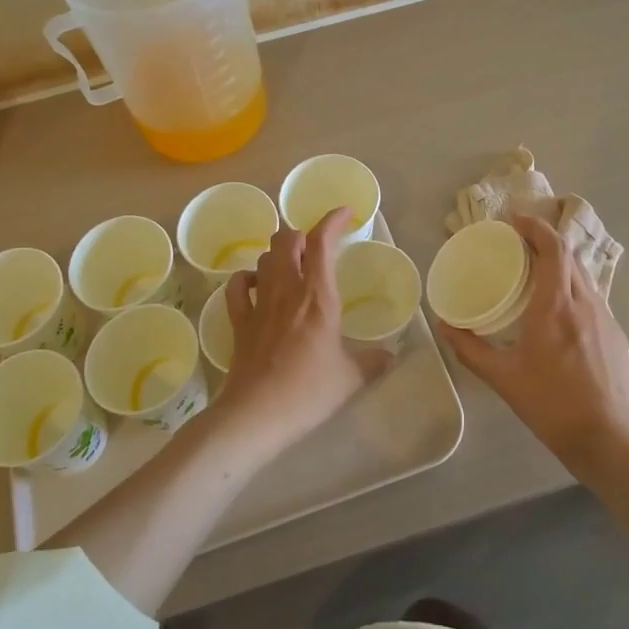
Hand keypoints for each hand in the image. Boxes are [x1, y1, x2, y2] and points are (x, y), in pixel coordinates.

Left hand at [211, 207, 388, 461]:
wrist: (256, 414)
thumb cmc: (309, 392)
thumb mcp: (352, 378)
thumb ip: (374, 361)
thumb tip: (391, 355)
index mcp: (318, 297)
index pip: (321, 242)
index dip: (332, 220)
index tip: (345, 213)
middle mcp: (287, 290)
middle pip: (286, 240)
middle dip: (301, 234)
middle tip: (316, 247)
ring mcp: (258, 303)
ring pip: (263, 258)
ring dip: (278, 254)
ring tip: (292, 266)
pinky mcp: (239, 321)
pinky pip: (236, 286)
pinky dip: (246, 278)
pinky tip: (255, 285)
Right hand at [438, 214, 628, 470]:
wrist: (609, 439)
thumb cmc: (552, 405)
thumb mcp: (504, 378)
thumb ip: (471, 349)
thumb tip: (443, 326)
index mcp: (556, 306)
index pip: (553, 248)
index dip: (535, 227)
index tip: (514, 220)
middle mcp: (584, 302)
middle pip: (569, 255)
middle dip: (544, 240)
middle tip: (517, 243)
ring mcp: (605, 317)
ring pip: (583, 274)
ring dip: (560, 262)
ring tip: (535, 269)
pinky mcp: (615, 334)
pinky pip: (591, 295)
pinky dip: (572, 285)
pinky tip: (558, 307)